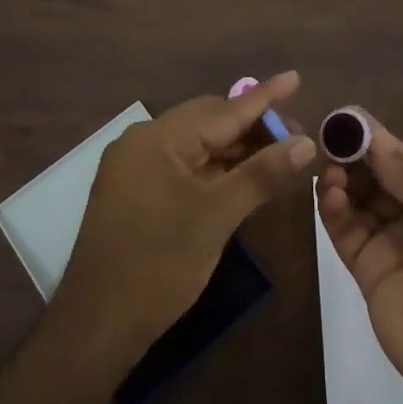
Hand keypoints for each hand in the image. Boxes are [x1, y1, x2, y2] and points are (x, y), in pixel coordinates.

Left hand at [52, 72, 316, 363]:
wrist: (96, 325)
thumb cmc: (159, 264)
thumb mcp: (217, 216)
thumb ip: (262, 174)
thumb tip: (306, 142)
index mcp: (157, 139)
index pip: (223, 110)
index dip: (264, 97)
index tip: (295, 77)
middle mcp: (142, 142)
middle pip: (208, 122)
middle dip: (253, 126)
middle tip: (295, 135)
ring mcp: (135, 168)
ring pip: (197, 145)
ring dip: (235, 149)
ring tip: (278, 154)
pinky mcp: (135, 192)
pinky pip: (183, 166)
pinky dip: (214, 169)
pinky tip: (242, 175)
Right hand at [316, 112, 402, 403]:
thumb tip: (375, 137)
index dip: (378, 141)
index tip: (348, 118)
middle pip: (378, 182)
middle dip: (356, 158)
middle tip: (329, 137)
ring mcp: (392, 250)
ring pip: (359, 206)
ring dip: (343, 183)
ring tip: (328, 167)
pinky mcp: (369, 277)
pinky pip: (348, 237)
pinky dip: (335, 213)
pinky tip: (328, 193)